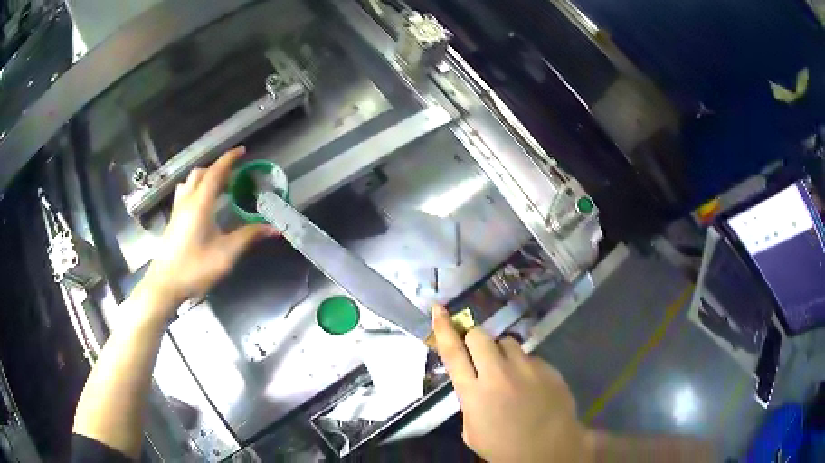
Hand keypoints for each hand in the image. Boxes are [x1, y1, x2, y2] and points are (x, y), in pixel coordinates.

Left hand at [142, 147, 276, 315]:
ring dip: (205, 177)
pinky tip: (203, 204)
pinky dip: (197, 188)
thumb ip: (249, 237)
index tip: (242, 150)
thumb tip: (275, 229)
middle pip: (201, 173)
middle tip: (234, 174)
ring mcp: (178, 210)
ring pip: (190, 182)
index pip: (215, 172)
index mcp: (200, 204)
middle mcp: (187, 201)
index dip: (229, 159)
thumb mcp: (225, 254)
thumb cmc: (195, 268)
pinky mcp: (173, 220)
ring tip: (219, 186)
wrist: (165, 284)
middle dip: (218, 168)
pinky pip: (185, 192)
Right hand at [432, 305, 592, 462]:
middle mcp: (498, 374)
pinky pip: (530, 356)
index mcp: (473, 392)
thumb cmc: (505, 447)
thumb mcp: (472, 431)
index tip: (439, 308)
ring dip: (502, 353)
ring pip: (507, 342)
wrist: (550, 450)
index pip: (453, 352)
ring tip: (510, 373)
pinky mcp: (548, 367)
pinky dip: (525, 366)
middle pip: (479, 336)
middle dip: (475, 340)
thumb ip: (469, 402)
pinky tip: (532, 385)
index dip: (443, 328)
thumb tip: (474, 383)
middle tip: (480, 355)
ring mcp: (526, 368)